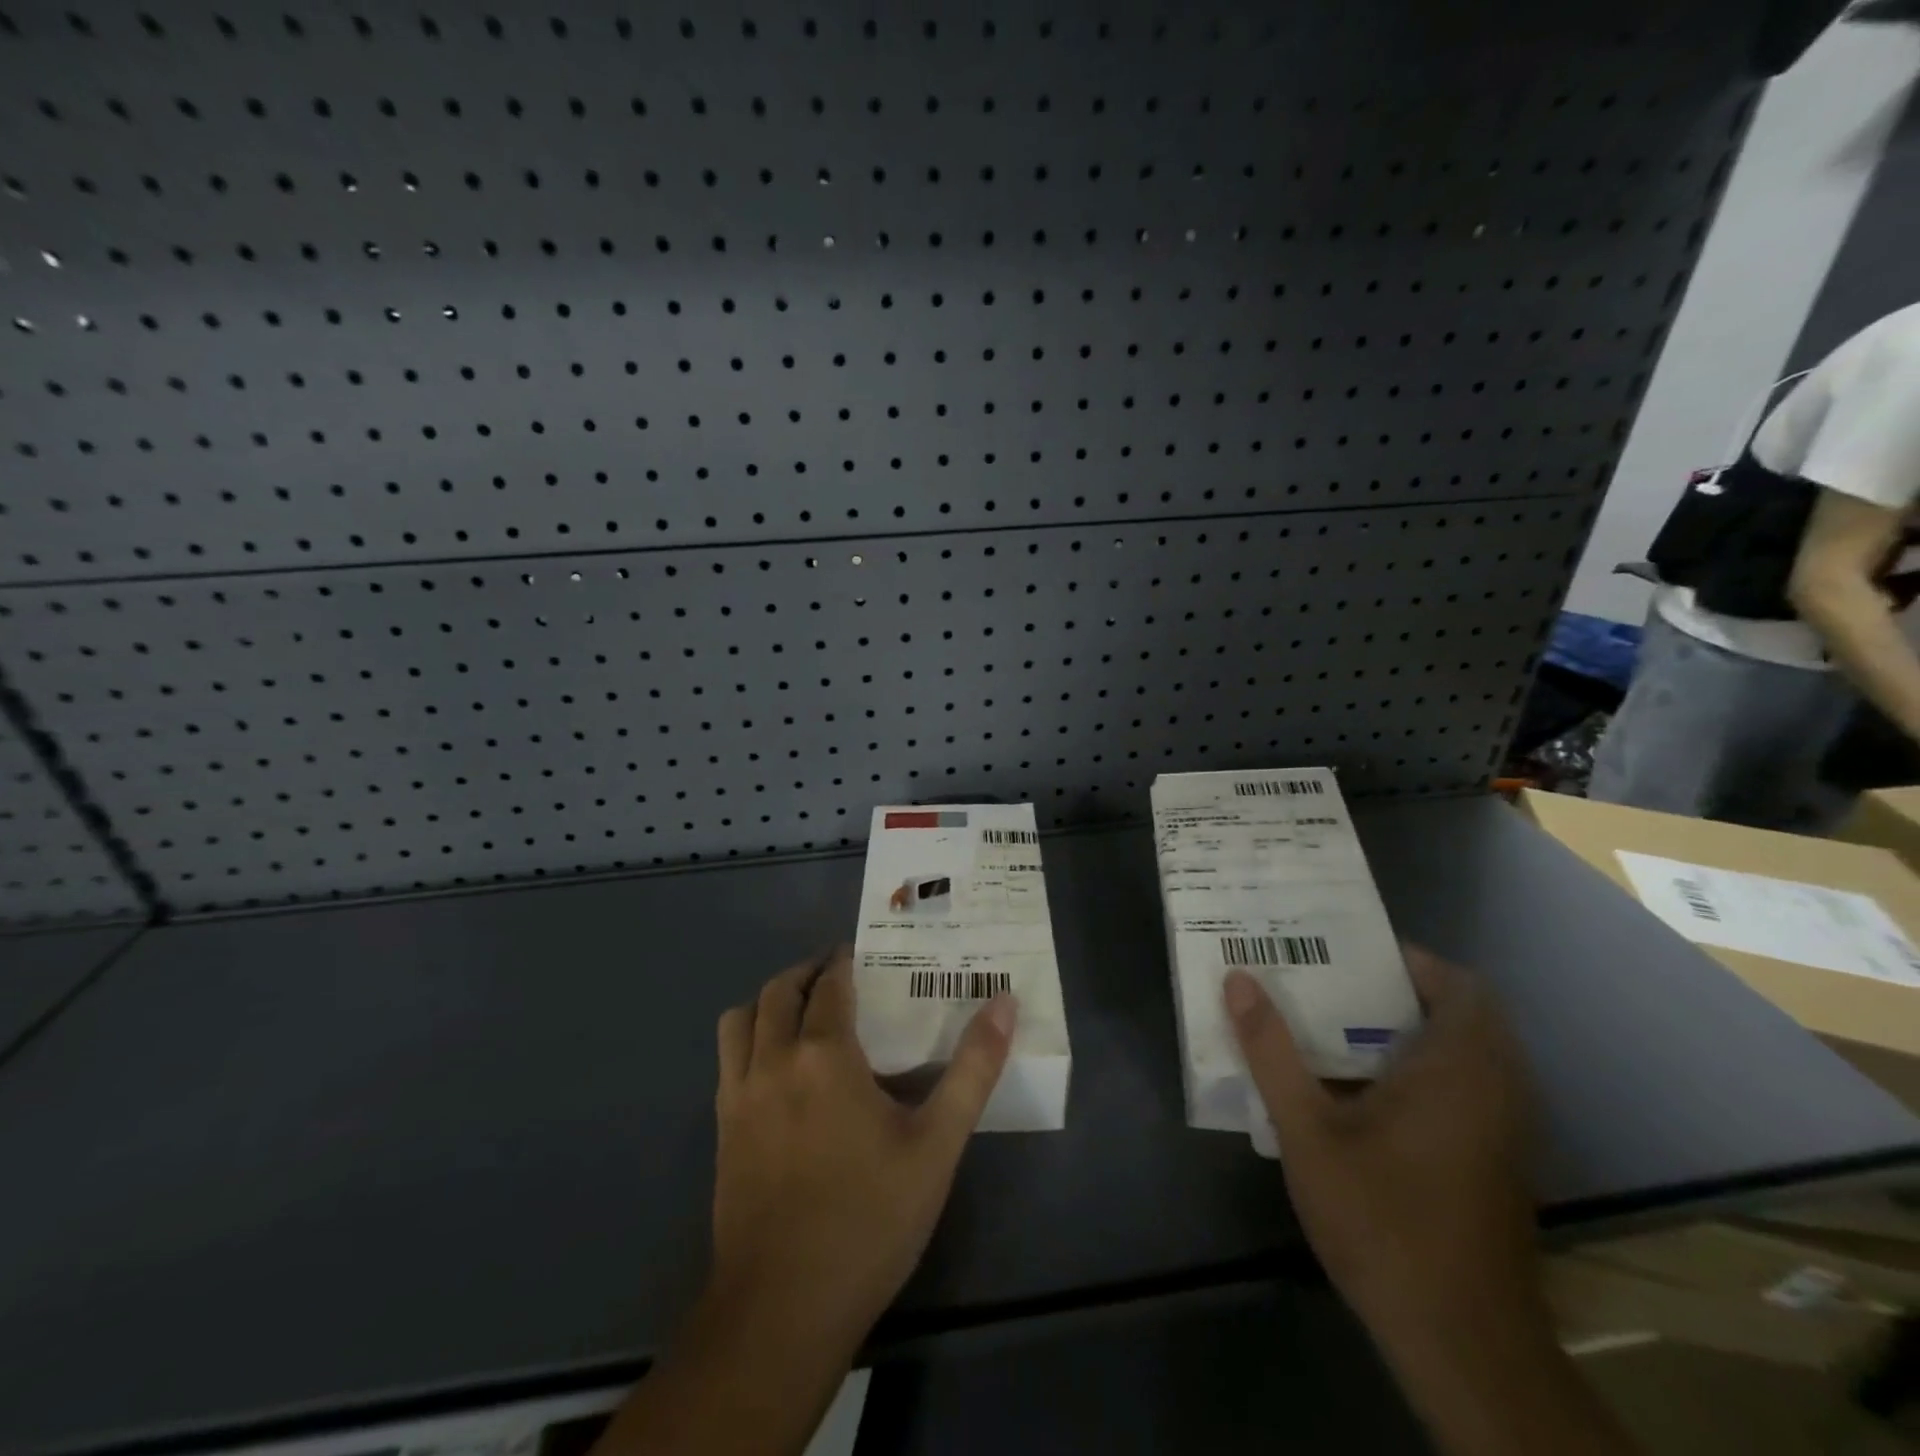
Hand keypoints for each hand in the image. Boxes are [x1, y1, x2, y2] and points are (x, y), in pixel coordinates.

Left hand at [710, 945, 1016, 1347]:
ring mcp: (738, 1096)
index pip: (829, 984)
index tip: (862, 956)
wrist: (783, 1309)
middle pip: (778, 991)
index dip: (844, 962)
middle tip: (837, 975)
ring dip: (768, 1002)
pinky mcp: (722, 1130)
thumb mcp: (937, 1145)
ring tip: (801, 1011)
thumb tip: (1005, 1002)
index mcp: (824, 1055)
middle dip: (806, 972)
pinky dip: (748, 1039)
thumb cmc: (869, 1220)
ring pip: (740, 1020)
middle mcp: (772, 1060)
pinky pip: (728, 1059)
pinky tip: (777, 1068)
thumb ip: (973, 1069)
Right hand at [1225, 946, 1540, 1346]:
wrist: (1461, 1343)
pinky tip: (1365, 1095)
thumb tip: (1238, 980)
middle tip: (1330, 985)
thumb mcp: (1308, 1131)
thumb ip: (1272, 1051)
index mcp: (1460, 1068)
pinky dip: (1424, 1072)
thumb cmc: (1383, 1220)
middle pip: (1462, 1014)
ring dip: (1410, 1033)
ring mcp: (1505, 1131)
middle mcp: (1497, 1089)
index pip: (1460, 985)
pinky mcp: (1498, 1164)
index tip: (1349, 956)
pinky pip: (1468, 1090)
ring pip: (1466, 1054)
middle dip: (1398, 993)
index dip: (1411, 961)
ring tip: (1336, 1029)